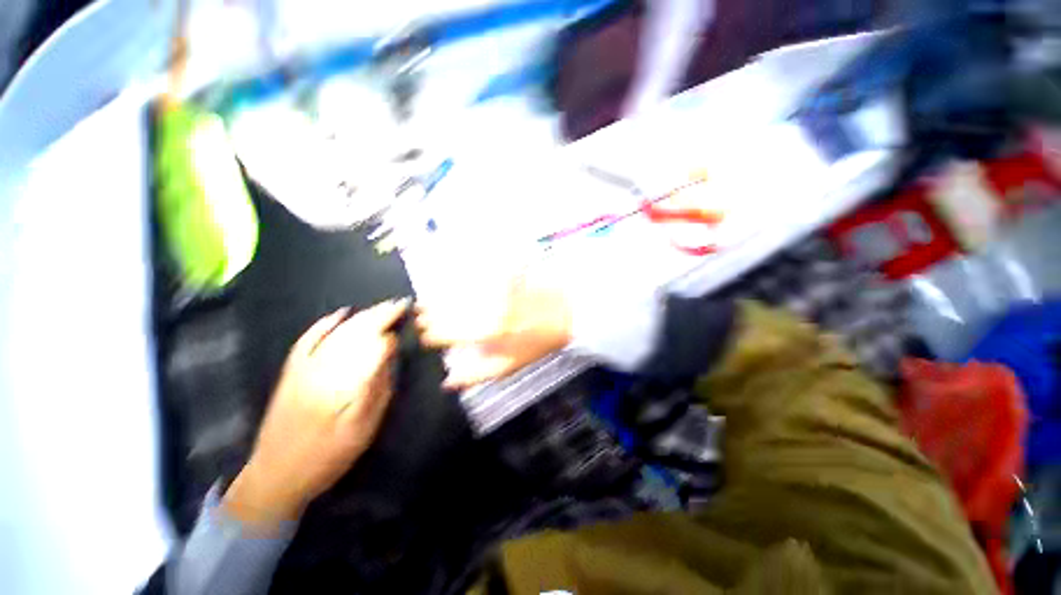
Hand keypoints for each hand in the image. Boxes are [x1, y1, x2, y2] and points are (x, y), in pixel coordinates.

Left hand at [224, 299, 407, 530]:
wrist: (275, 476)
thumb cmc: (326, 456)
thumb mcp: (362, 429)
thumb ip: (377, 389)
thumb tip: (388, 352)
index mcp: (342, 382)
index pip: (371, 345)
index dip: (390, 328)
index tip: (406, 316)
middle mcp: (321, 368)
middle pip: (354, 333)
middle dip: (379, 315)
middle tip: (400, 304)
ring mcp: (303, 368)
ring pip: (335, 333)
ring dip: (361, 317)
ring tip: (383, 307)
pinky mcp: (291, 373)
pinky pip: (307, 341)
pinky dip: (324, 325)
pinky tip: (340, 313)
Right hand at [416, 273, 571, 389]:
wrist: (565, 313)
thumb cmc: (537, 342)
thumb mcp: (509, 366)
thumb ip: (476, 375)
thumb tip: (447, 383)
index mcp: (486, 332)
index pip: (446, 333)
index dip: (431, 334)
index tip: (424, 335)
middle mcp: (484, 306)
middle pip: (446, 309)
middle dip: (428, 313)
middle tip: (419, 314)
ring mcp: (492, 286)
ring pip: (455, 289)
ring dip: (437, 296)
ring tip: (426, 300)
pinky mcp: (500, 272)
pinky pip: (473, 273)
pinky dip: (458, 278)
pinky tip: (451, 282)